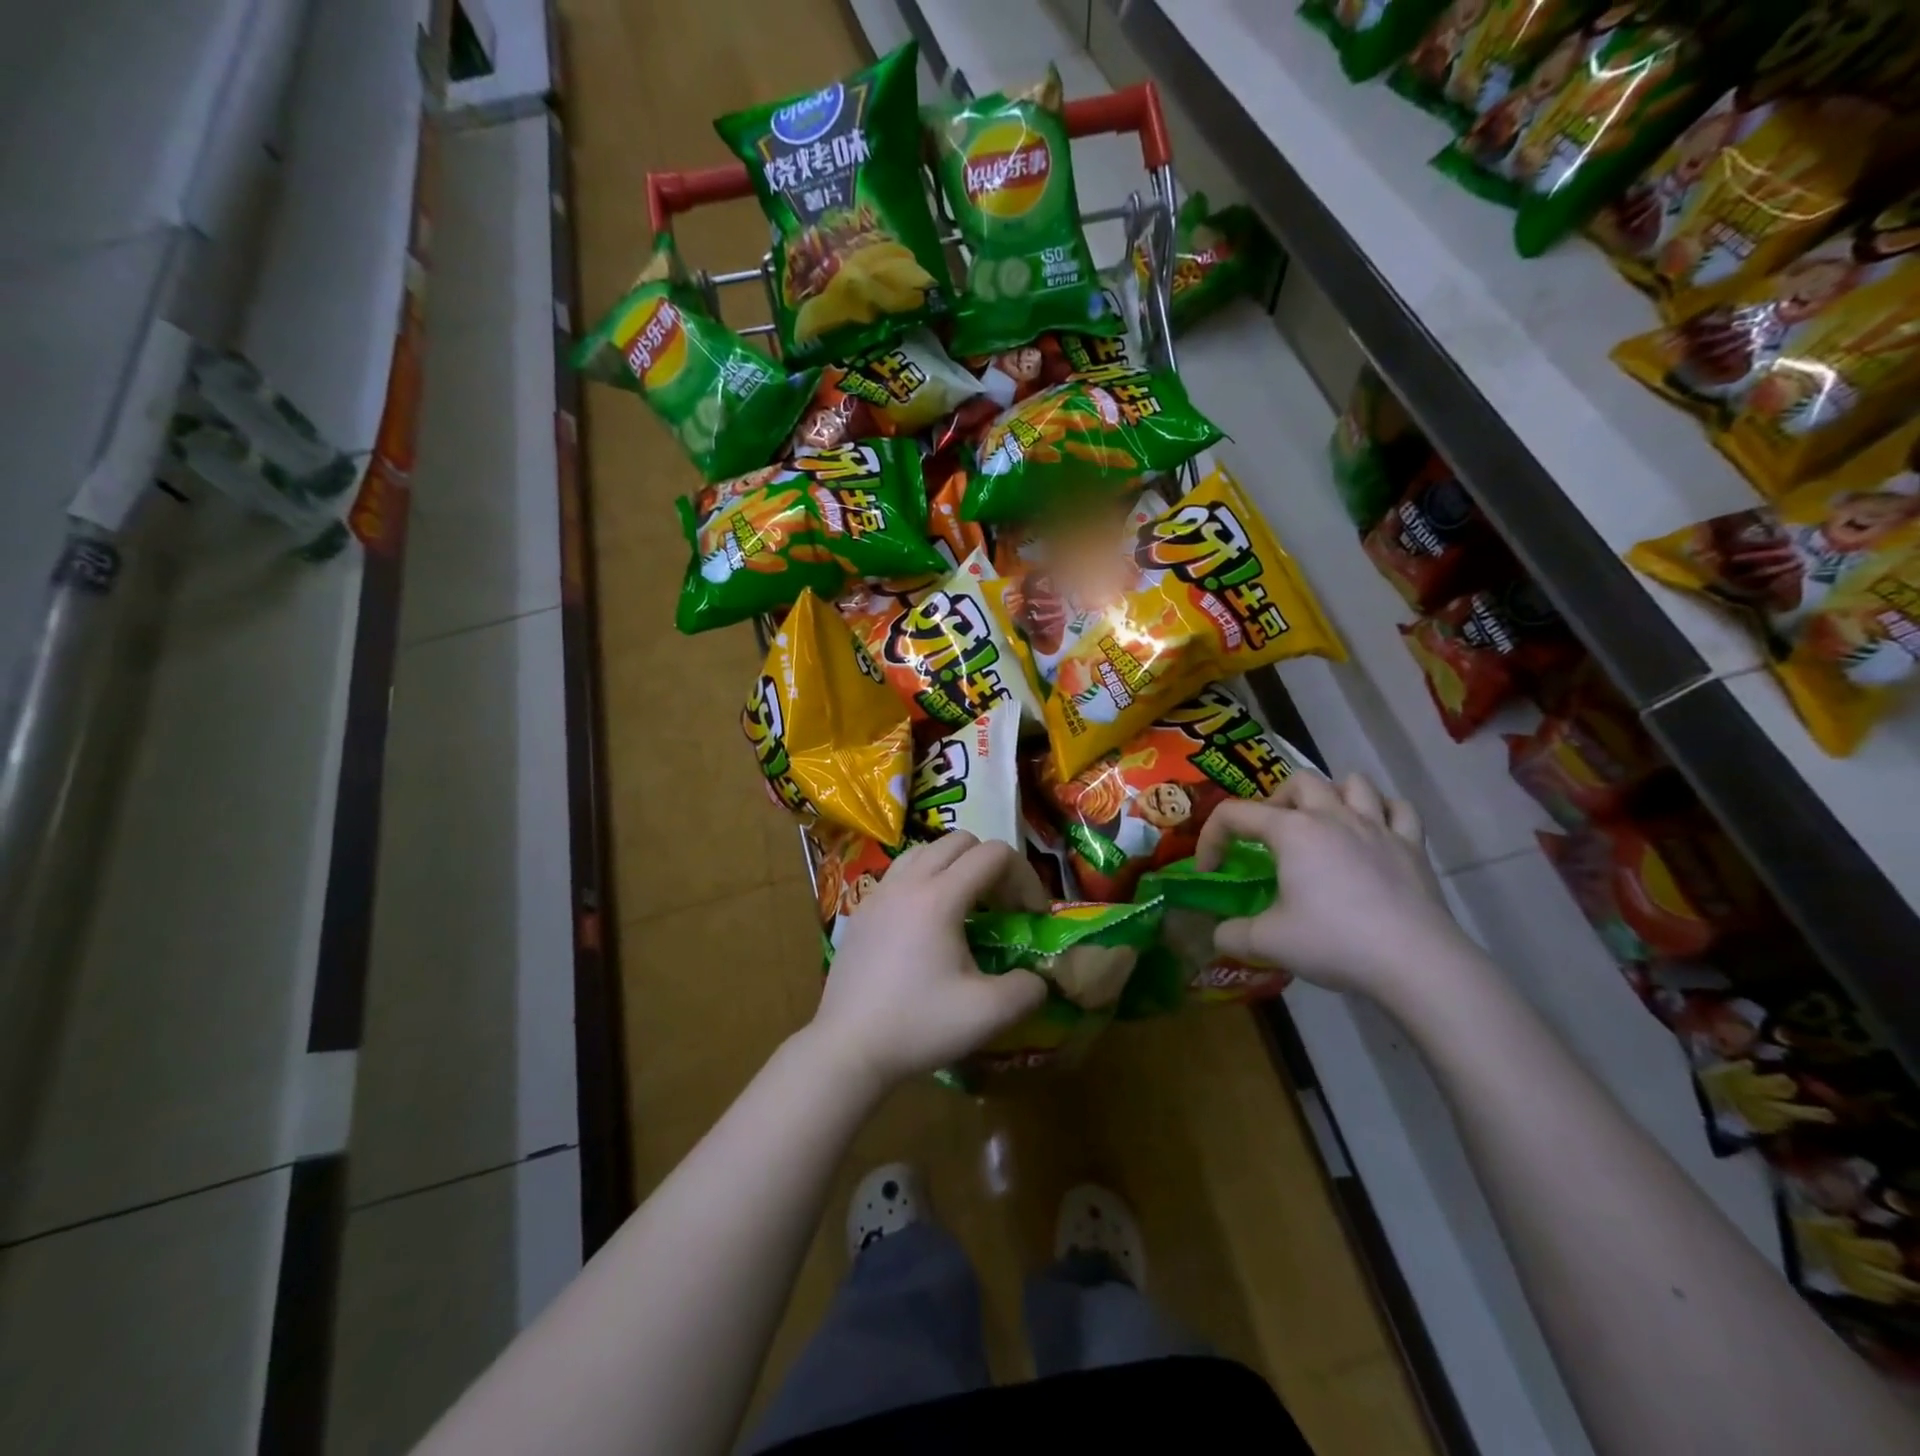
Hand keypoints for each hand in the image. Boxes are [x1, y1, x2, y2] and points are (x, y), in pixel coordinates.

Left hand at [808, 833, 1048, 1089]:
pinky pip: (901, 874)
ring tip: (967, 909)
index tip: (1030, 916)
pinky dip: (925, 882)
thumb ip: (1028, 988)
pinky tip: (929, 927)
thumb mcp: (988, 1014)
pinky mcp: (862, 910)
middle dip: (991, 865)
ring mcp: (879, 893)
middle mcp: (907, 882)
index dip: (1024, 877)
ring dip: (956, 867)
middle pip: (959, 841)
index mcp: (939, 897)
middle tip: (1002, 907)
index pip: (993, 854)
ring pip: (926, 851)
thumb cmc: (918, 1026)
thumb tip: (1037, 977)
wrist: (847, 1048)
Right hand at [1195, 773, 1472, 1001]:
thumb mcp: (1268, 943)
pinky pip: (1399, 809)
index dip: (1212, 838)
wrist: (1415, 962)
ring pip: (1353, 782)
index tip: (1211, 871)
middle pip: (1299, 781)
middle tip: (1271, 837)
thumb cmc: (1334, 941)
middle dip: (1276, 801)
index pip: (1235, 814)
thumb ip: (1232, 934)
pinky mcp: (1412, 847)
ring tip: (1323, 824)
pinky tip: (1373, 832)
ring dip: (1332, 795)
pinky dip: (1382, 812)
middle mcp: (1333, 816)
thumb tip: (1218, 934)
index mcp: (1292, 831)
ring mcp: (1377, 827)